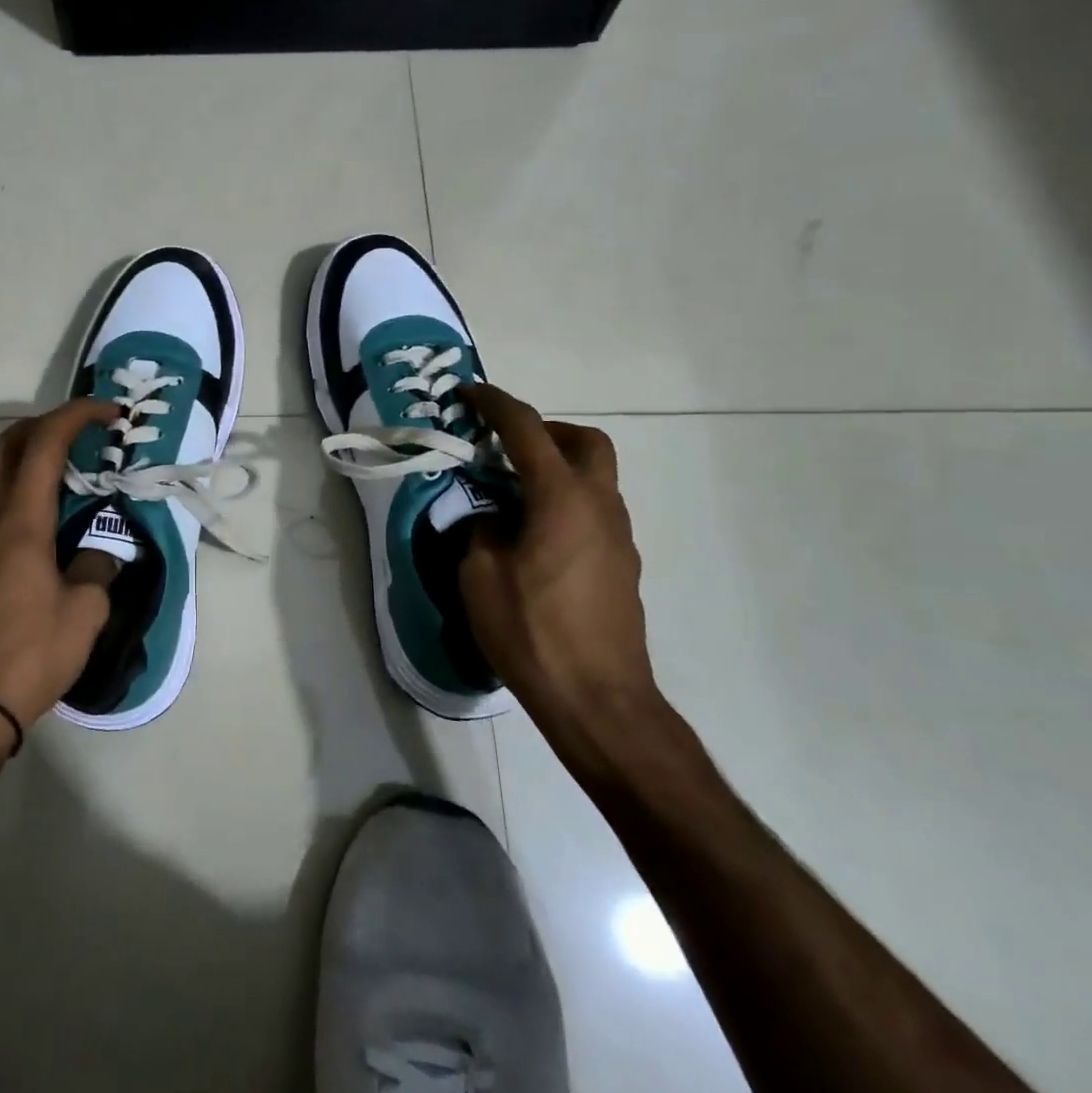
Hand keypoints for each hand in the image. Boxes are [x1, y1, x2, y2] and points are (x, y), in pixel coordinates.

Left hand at [0, 398, 116, 735]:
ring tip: (68, 467)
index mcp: (21, 522)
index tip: (109, 412)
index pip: (44, 445)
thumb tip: (99, 552)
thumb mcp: (85, 612)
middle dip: (43, 423)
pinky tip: (47, 517)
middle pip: (4, 445)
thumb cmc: (30, 654)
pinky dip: (18, 486)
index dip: (76, 415)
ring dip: (26, 453)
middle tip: (80, 430)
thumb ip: (97, 568)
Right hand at [457, 384, 659, 769]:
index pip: (526, 429)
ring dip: (556, 469)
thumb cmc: (532, 632)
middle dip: (546, 432)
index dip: (494, 404)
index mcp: (561, 498)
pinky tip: (535, 540)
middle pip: (585, 442)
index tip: (468, 393)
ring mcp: (618, 537)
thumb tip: (491, 519)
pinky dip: (565, 504)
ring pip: (595, 478)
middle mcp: (599, 506)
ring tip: (512, 498)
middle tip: (506, 450)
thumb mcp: (479, 576)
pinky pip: (593, 512)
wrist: (599, 699)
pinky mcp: (622, 566)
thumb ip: (480, 530)